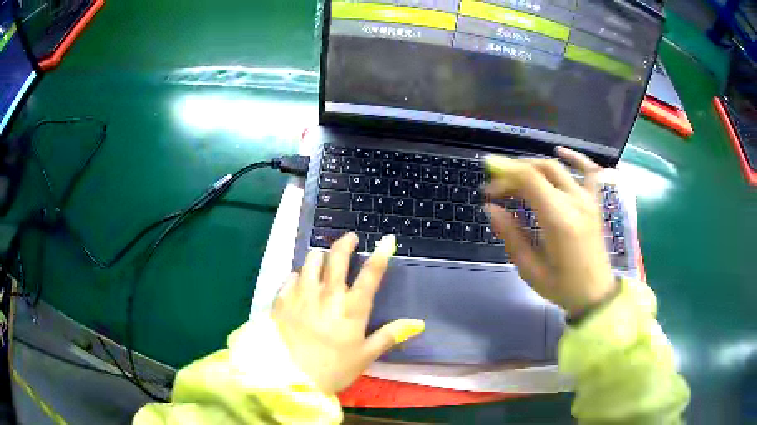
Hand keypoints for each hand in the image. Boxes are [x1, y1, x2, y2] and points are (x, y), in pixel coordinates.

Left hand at [272, 233, 424, 393]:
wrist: (290, 377)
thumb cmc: (333, 369)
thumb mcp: (365, 356)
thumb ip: (390, 336)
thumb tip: (418, 323)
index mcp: (352, 308)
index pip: (370, 274)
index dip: (381, 254)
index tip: (387, 239)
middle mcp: (327, 294)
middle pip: (337, 257)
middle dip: (345, 243)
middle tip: (350, 239)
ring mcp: (302, 294)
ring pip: (311, 261)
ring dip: (320, 257)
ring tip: (322, 261)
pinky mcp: (282, 299)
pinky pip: (291, 276)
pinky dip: (298, 276)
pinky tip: (299, 282)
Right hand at [484, 147, 615, 315]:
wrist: (596, 293)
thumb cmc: (562, 286)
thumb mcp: (530, 268)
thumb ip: (511, 235)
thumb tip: (491, 208)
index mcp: (559, 219)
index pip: (529, 179)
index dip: (504, 176)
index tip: (487, 189)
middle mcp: (575, 201)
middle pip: (540, 169)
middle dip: (513, 173)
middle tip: (497, 191)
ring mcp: (588, 199)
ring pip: (557, 168)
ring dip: (533, 167)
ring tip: (515, 178)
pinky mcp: (594, 202)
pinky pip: (588, 171)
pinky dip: (575, 157)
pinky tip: (560, 150)